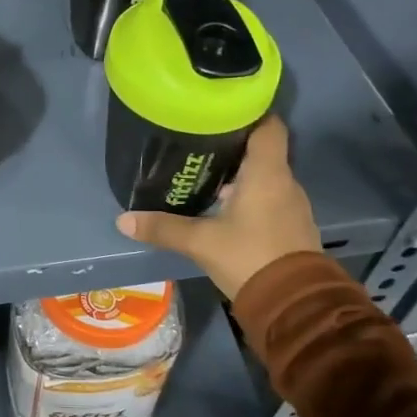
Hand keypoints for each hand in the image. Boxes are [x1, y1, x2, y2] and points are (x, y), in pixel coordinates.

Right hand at [116, 115, 318, 298]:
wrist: (294, 305)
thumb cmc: (249, 257)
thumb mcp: (201, 242)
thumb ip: (163, 228)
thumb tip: (123, 220)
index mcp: (267, 172)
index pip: (268, 125)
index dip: (249, 113)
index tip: (221, 111)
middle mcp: (285, 182)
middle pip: (263, 150)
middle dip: (234, 146)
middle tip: (200, 143)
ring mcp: (293, 206)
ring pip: (266, 177)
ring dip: (241, 175)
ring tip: (207, 175)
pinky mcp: (292, 228)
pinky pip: (271, 200)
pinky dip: (251, 197)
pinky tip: (225, 208)